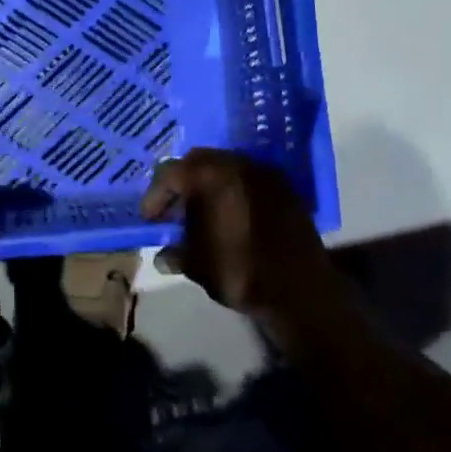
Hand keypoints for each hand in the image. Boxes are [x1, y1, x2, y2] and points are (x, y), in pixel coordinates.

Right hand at [139, 149, 330, 322]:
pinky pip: (249, 179)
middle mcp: (236, 164)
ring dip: (209, 185)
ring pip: (225, 167)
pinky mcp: (285, 187)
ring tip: (202, 213)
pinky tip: (231, 217)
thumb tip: (164, 255)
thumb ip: (176, 253)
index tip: (150, 219)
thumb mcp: (197, 266)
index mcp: (209, 177)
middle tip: (174, 210)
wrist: (301, 290)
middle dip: (181, 183)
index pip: (169, 174)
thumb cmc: (240, 273)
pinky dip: (234, 191)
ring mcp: (264, 173)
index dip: (155, 197)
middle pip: (197, 161)